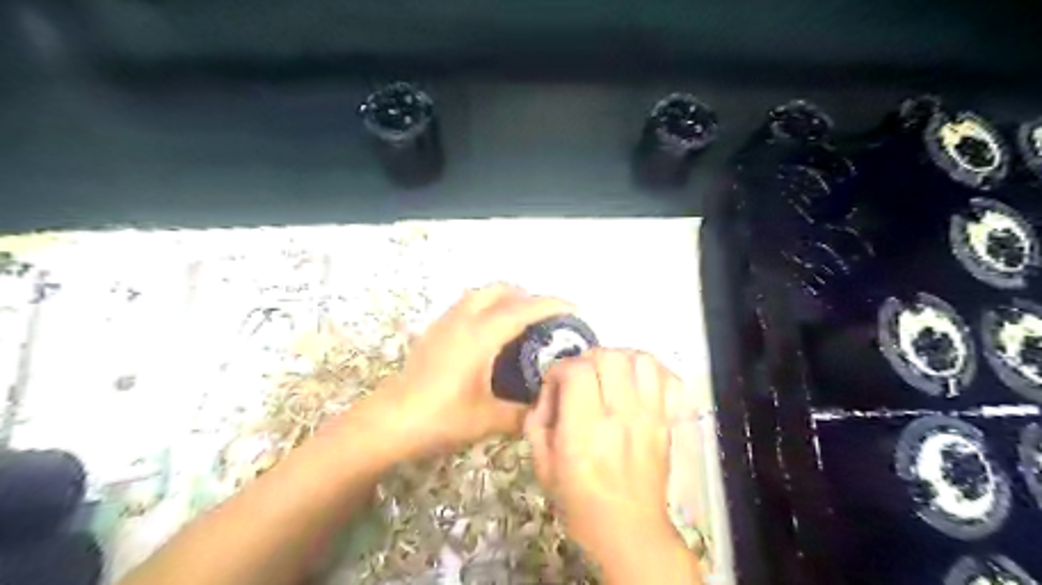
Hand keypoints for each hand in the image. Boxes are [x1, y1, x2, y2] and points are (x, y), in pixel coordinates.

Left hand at [365, 283, 578, 461]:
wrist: (389, 422)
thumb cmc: (440, 418)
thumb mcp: (488, 420)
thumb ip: (522, 413)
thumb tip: (545, 409)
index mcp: (481, 335)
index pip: (523, 309)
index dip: (552, 305)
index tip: (574, 309)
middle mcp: (463, 319)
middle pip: (500, 290)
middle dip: (527, 296)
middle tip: (545, 318)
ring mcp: (445, 323)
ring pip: (481, 294)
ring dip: (504, 299)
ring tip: (519, 323)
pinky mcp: (433, 331)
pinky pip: (466, 305)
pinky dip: (486, 307)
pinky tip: (489, 335)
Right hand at [529, 350, 685, 564]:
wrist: (628, 530)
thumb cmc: (579, 501)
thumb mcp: (541, 465)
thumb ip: (536, 421)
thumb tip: (547, 392)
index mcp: (584, 430)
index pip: (577, 370)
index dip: (561, 369)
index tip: (556, 385)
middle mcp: (620, 417)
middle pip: (609, 357)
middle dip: (587, 360)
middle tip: (580, 378)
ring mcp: (649, 417)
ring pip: (639, 360)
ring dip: (618, 359)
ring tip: (607, 375)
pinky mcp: (665, 420)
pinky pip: (665, 378)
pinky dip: (648, 370)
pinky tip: (634, 382)